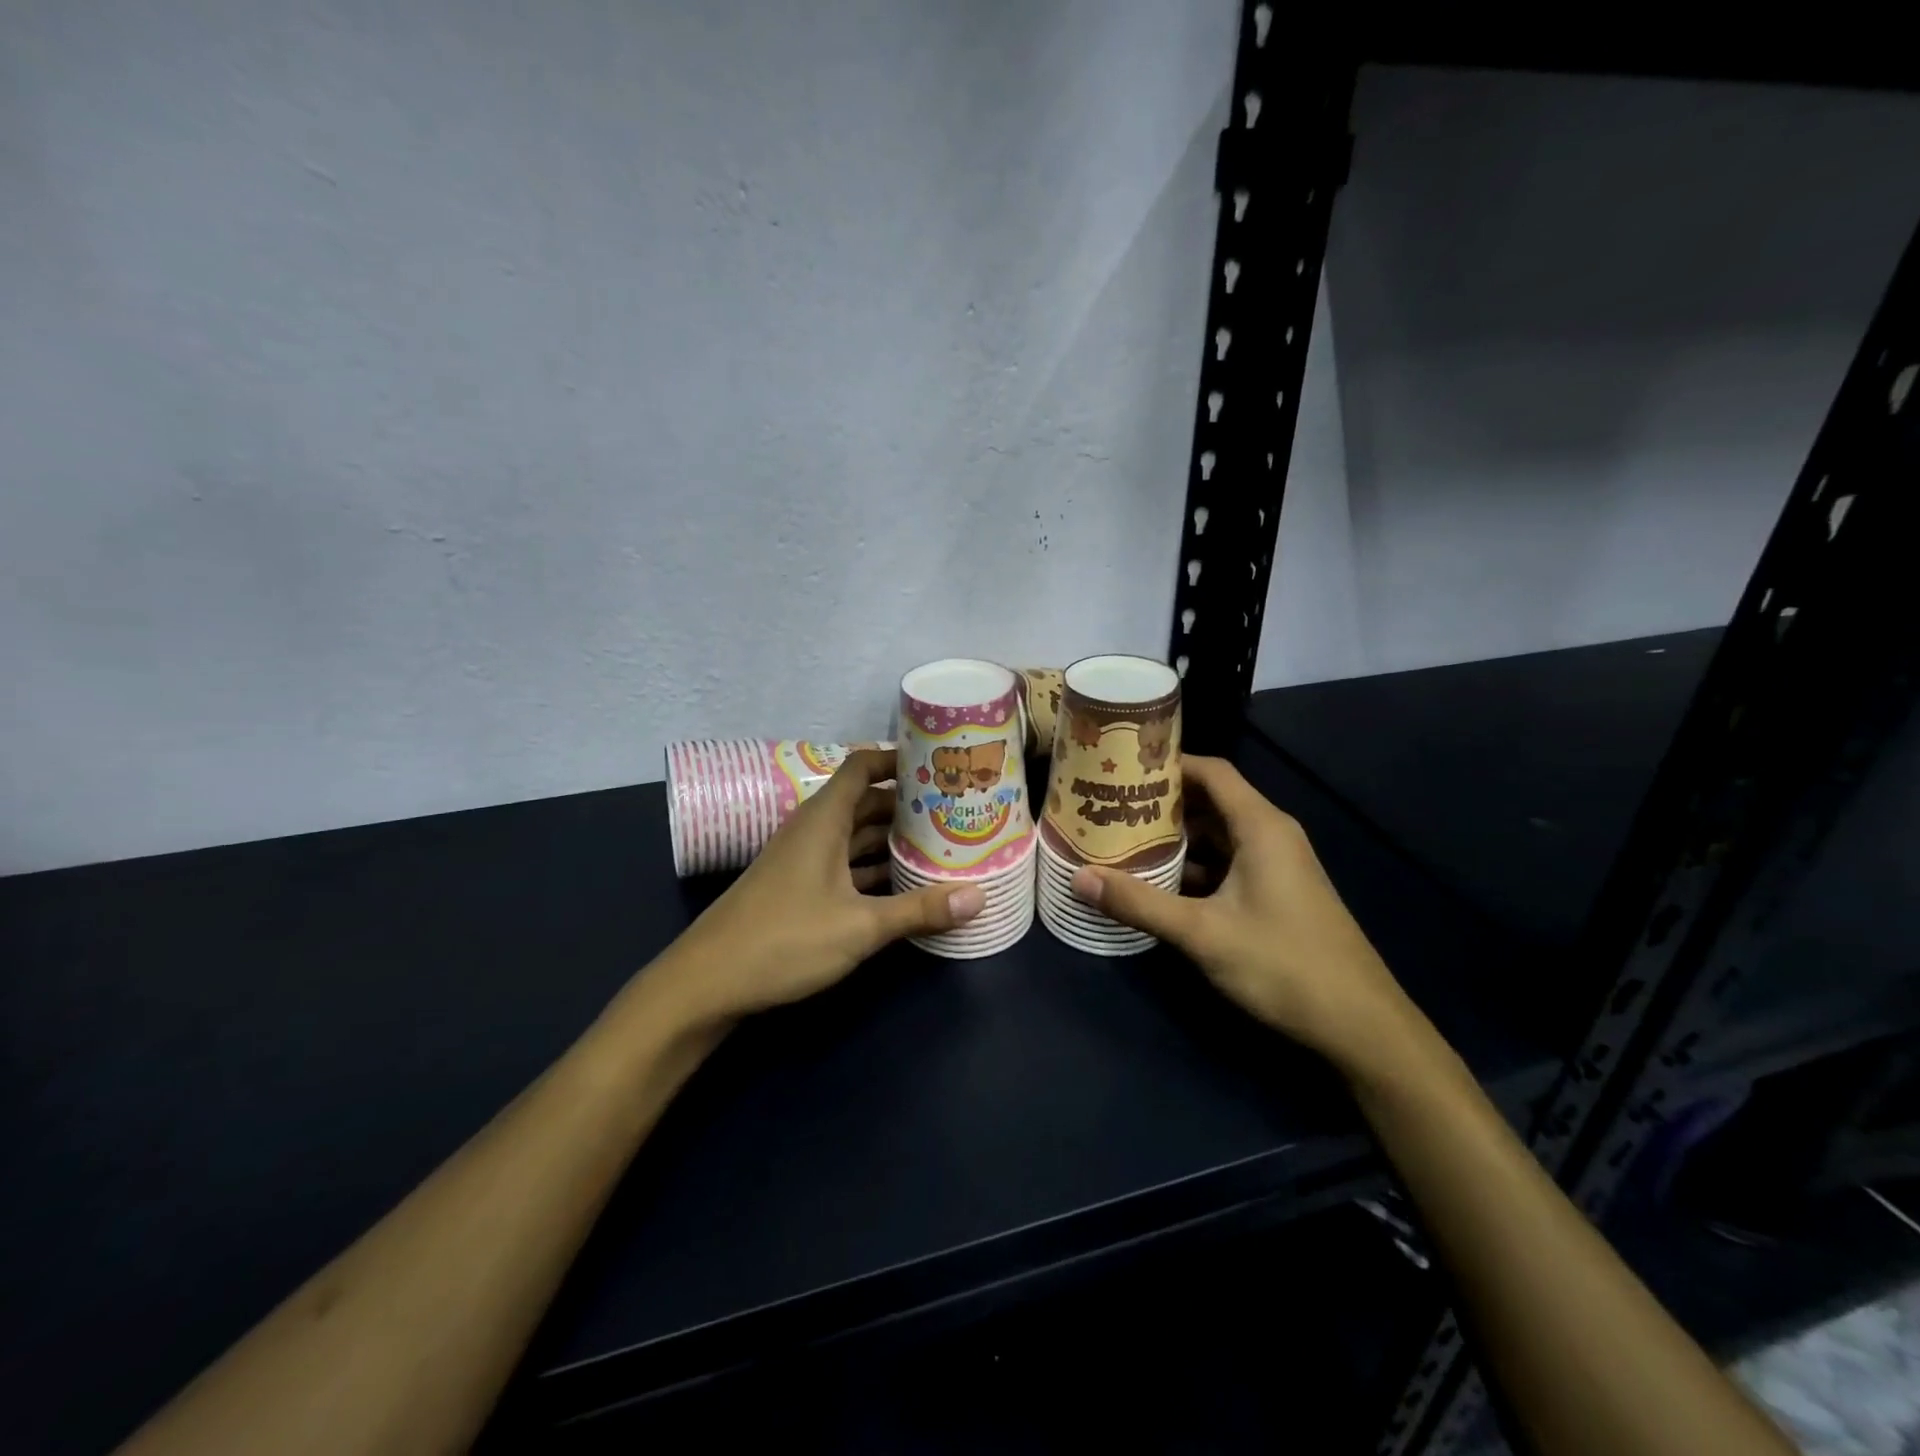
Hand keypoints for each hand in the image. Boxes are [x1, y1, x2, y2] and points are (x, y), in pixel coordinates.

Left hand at [648, 749, 984, 1026]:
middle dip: (908, 804)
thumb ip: (919, 910)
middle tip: (956, 808)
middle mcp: (814, 830)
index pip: (864, 766)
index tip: (940, 764)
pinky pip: (846, 864)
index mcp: (824, 819)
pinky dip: (874, 868)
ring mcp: (805, 860)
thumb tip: (979, 896)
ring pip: (857, 836)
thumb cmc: (784, 940)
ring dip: (893, 839)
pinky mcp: (800, 888)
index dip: (899, 759)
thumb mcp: (860, 926)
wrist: (707, 982)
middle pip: (867, 802)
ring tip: (942, 843)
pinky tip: (905, 883)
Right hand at [1070, 755, 1416, 1068]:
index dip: (1168, 763)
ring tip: (1122, 838)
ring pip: (1217, 836)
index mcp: (1260, 827)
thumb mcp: (1202, 933)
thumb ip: (1139, 903)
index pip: (1211, 771)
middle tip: (1108, 805)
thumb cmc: (1284, 965)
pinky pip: (1226, 863)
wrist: (1360, 1025)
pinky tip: (1158, 881)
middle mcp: (1270, 835)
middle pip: (1210, 801)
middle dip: (1161, 802)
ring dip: (1175, 837)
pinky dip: (1193, 865)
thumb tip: (1079, 877)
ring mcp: (1276, 866)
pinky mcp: (1275, 893)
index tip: (1121, 767)